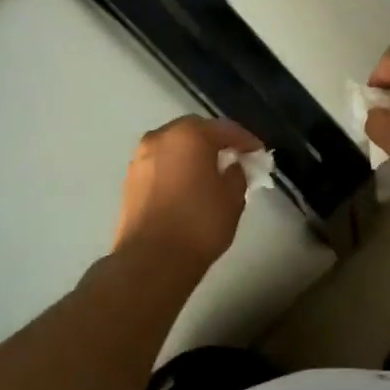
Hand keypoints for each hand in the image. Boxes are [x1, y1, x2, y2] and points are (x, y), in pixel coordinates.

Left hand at [113, 117, 260, 275]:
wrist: (151, 260)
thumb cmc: (199, 224)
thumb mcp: (233, 198)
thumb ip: (237, 174)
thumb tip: (231, 167)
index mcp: (189, 134)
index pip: (225, 128)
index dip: (245, 140)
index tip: (259, 153)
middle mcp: (160, 137)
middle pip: (195, 131)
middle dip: (216, 143)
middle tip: (234, 158)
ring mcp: (141, 157)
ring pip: (174, 147)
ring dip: (193, 155)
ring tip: (210, 174)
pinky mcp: (130, 179)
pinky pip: (161, 164)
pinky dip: (176, 169)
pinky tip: (188, 186)